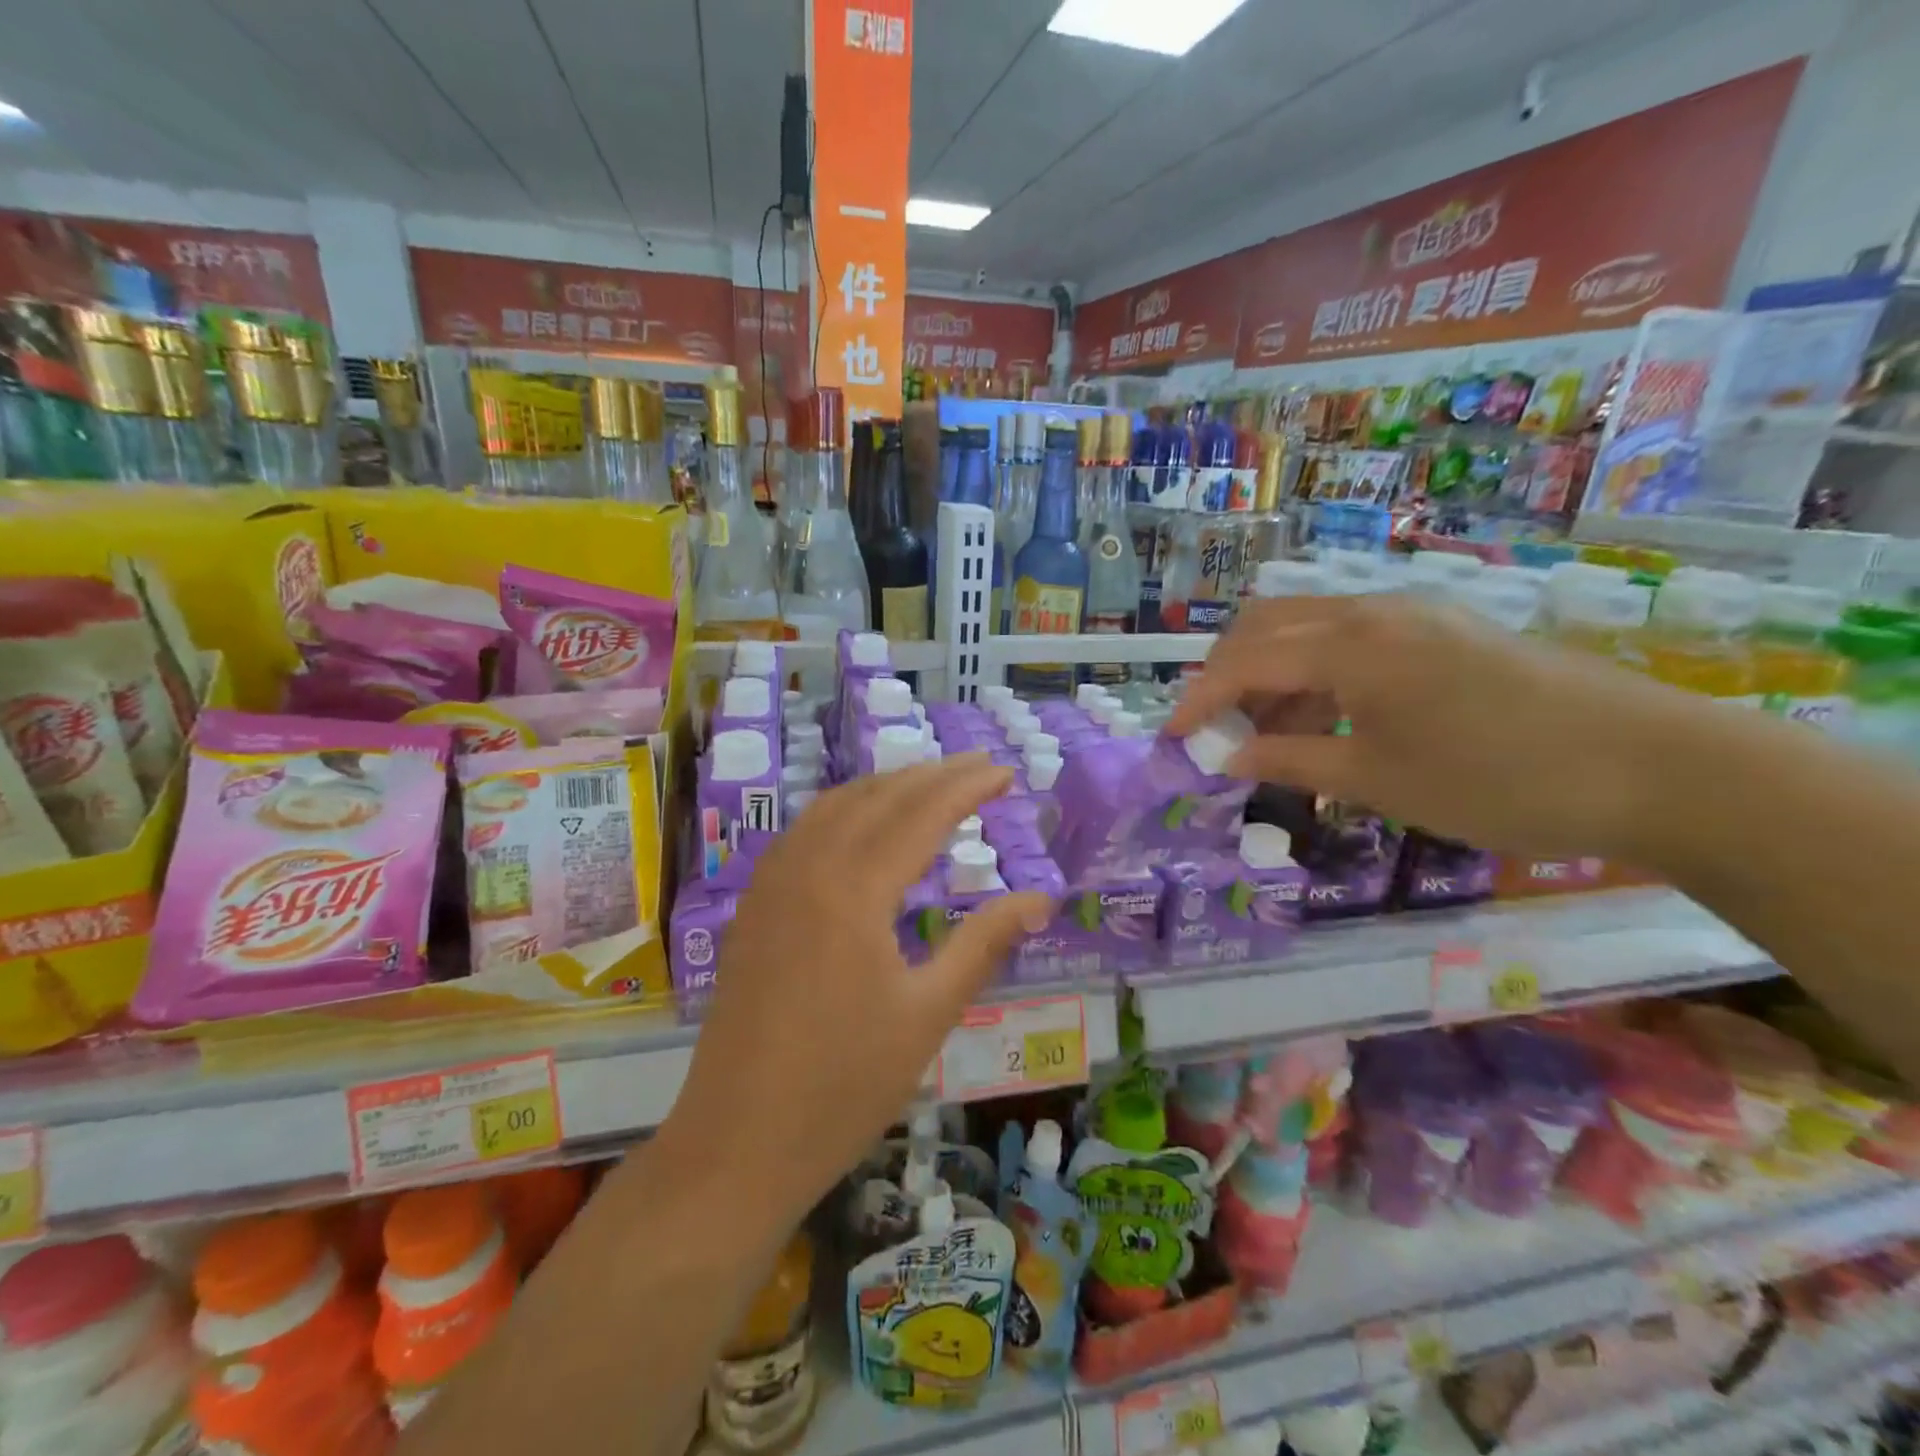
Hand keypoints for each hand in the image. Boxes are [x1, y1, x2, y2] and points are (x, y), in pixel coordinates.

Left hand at [663, 754, 1052, 1223]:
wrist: (737, 1143)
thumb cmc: (843, 1086)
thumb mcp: (928, 1014)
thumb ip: (984, 944)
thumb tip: (1042, 900)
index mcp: (853, 890)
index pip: (921, 814)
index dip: (967, 788)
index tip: (1005, 773)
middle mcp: (808, 868)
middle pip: (878, 797)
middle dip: (932, 774)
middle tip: (978, 767)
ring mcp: (772, 883)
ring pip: (834, 806)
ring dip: (886, 786)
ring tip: (930, 784)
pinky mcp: (754, 905)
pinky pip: (804, 831)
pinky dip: (845, 810)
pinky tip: (863, 825)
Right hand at [1169, 593, 1699, 859]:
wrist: (1654, 767)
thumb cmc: (1497, 780)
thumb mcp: (1379, 780)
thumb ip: (1292, 760)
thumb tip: (1228, 757)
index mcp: (1351, 646)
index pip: (1245, 663)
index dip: (1199, 699)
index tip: (1171, 737)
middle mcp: (1373, 612)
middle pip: (1267, 625)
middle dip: (1228, 673)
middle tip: (1218, 728)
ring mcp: (1413, 614)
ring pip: (1309, 628)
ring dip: (1273, 674)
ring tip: (1274, 736)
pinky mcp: (1444, 629)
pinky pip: (1352, 638)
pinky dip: (1318, 672)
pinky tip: (1330, 719)